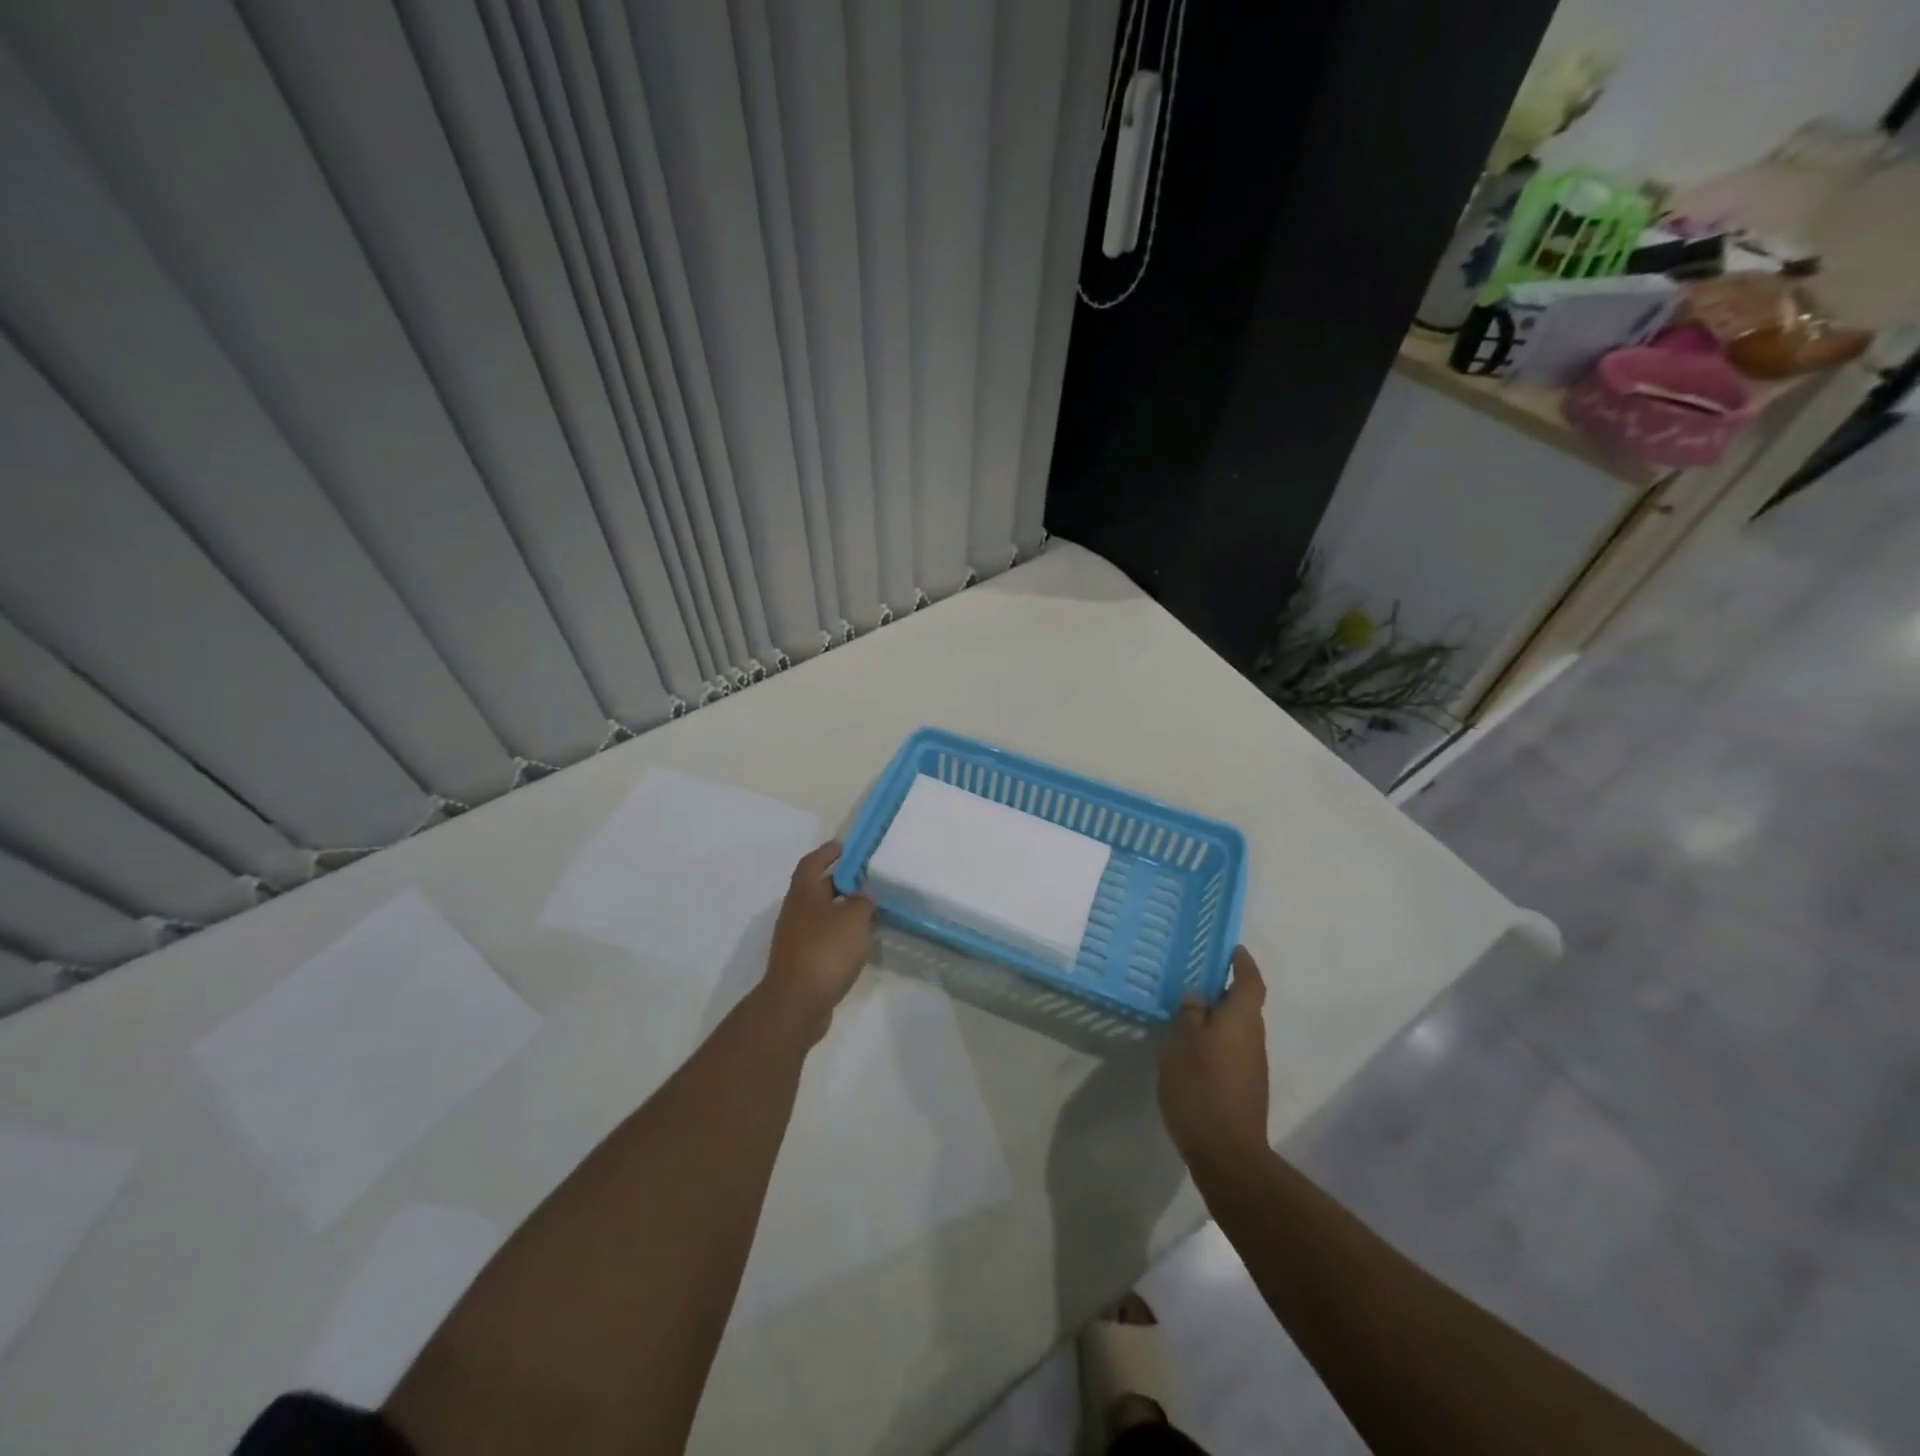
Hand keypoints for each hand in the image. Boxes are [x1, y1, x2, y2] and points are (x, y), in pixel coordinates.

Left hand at [760, 841, 875, 1037]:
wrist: (797, 1003)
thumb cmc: (825, 951)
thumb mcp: (852, 919)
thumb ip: (861, 901)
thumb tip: (863, 891)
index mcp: (803, 895)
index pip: (812, 864)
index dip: (826, 853)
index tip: (843, 846)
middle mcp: (795, 913)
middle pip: (816, 888)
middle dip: (838, 881)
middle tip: (864, 878)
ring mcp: (796, 939)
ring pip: (820, 914)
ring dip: (840, 909)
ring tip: (867, 908)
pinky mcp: (803, 961)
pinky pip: (823, 937)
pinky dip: (839, 932)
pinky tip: (857, 940)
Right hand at [1158, 947, 1269, 1167]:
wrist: (1227, 1153)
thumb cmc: (1201, 1086)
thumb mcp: (1182, 1042)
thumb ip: (1189, 1014)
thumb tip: (1197, 997)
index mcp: (1242, 1019)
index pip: (1249, 981)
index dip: (1242, 963)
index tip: (1232, 949)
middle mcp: (1254, 1037)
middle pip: (1244, 1005)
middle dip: (1223, 991)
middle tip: (1193, 981)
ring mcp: (1253, 1065)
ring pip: (1236, 1029)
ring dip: (1217, 1019)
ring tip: (1185, 1016)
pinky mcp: (1246, 1087)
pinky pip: (1231, 1051)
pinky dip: (1215, 1043)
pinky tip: (1191, 1052)